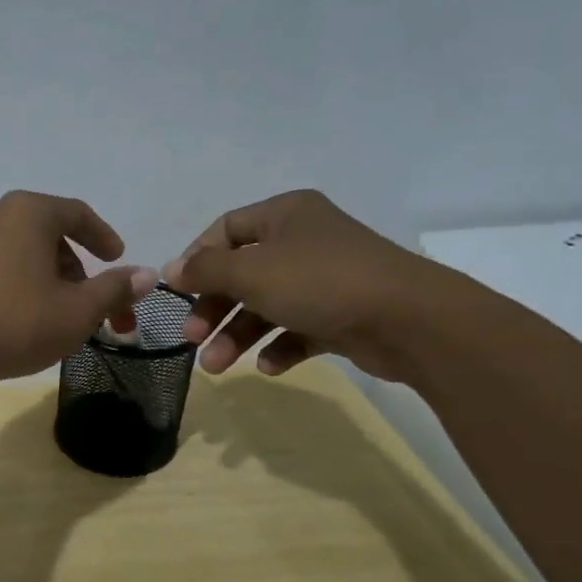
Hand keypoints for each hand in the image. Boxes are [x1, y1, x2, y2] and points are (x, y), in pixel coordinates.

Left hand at [0, 191, 158, 387]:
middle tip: (92, 304)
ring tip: (58, 314)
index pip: (77, 214)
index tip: (118, 259)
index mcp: (27, 211)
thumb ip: (114, 289)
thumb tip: (147, 275)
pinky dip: (17, 281)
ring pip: (20, 251)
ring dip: (47, 277)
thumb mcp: (77, 311)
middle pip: (48, 234)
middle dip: (76, 269)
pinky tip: (21, 315)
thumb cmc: (15, 322)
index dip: (103, 237)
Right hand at [161, 190, 455, 383]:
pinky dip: (279, 346)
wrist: (410, 320)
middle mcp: (304, 241)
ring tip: (217, 367)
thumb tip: (171, 270)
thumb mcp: (250, 271)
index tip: (178, 292)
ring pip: (266, 306)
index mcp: (285, 215)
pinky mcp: (342, 315)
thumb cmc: (319, 282)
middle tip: (192, 339)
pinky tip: (269, 366)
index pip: (226, 229)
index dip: (197, 259)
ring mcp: (325, 279)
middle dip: (214, 309)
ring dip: (237, 335)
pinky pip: (298, 328)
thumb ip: (205, 270)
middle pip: (242, 273)